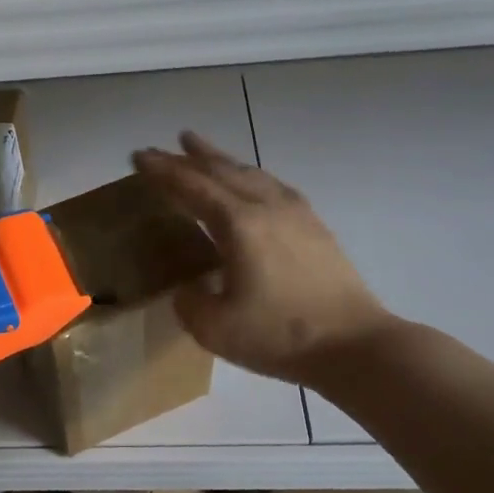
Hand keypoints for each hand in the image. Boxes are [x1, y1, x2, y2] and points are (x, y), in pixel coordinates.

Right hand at [134, 133, 397, 383]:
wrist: (355, 345)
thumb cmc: (280, 336)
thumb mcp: (214, 329)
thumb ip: (189, 302)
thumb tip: (189, 287)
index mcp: (238, 225)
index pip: (192, 187)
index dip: (163, 171)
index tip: (139, 156)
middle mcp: (266, 207)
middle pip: (220, 171)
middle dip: (186, 158)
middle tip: (159, 148)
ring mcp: (295, 213)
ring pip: (249, 172)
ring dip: (219, 159)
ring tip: (198, 147)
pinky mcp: (314, 226)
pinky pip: (272, 185)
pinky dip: (249, 174)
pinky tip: (249, 180)